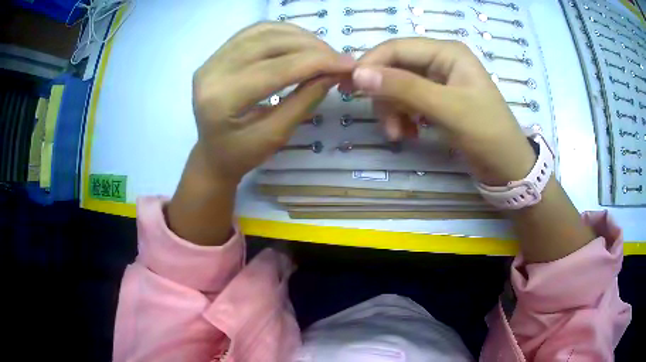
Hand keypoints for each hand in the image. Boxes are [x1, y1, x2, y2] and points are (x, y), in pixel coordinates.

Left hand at [192, 22, 354, 184]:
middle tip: (338, 59)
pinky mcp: (216, 54)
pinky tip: (300, 42)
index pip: (277, 69)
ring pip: (264, 32)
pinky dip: (282, 32)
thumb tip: (334, 73)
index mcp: (222, 99)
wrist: (212, 155)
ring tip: (323, 51)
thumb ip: (304, 101)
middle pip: (270, 43)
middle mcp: (212, 71)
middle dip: (312, 47)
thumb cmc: (241, 155)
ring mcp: (211, 59)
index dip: (317, 62)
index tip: (349, 64)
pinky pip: (254, 32)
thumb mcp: (276, 136)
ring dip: (299, 36)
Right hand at [349, 38, 535, 184]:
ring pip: (398, 87)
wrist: (508, 167)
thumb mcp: (448, 109)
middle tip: (383, 124)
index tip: (349, 88)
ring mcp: (438, 81)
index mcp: (447, 52)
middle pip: (395, 68)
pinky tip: (410, 134)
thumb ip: (404, 88)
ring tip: (398, 136)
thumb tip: (358, 74)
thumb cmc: (487, 133)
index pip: (396, 48)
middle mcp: (440, 61)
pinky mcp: (437, 101)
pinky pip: (408, 102)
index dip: (370, 64)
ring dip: (392, 111)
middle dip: (384, 95)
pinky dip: (403, 118)